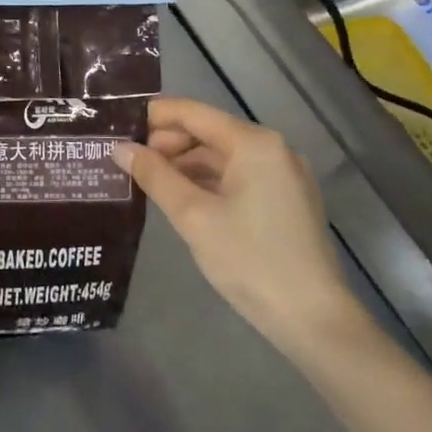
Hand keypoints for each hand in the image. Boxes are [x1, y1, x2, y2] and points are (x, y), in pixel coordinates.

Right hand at [114, 98, 368, 354]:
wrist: (313, 319)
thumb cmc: (250, 260)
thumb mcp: (193, 216)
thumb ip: (155, 176)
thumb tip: (121, 148)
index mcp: (254, 143)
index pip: (193, 113)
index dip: (154, 117)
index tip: (117, 128)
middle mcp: (272, 149)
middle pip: (208, 132)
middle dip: (167, 144)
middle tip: (128, 163)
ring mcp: (283, 175)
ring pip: (222, 157)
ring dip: (184, 165)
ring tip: (147, 183)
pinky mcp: (285, 200)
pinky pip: (237, 177)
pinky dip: (207, 182)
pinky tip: (181, 200)